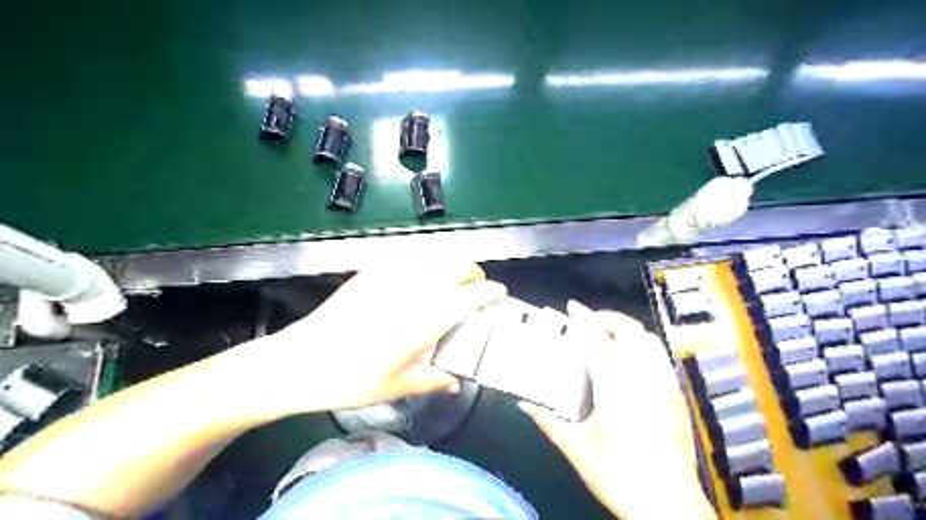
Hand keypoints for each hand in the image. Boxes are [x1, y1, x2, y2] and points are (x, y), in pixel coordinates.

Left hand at [229, 260, 504, 418]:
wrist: (298, 362)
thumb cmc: (348, 380)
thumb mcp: (395, 387)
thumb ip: (432, 380)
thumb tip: (456, 380)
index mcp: (422, 321)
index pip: (468, 297)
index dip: (490, 292)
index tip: (500, 293)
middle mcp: (411, 291)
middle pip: (457, 265)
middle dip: (475, 271)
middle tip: (477, 287)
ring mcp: (389, 276)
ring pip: (434, 253)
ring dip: (452, 261)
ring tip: (453, 277)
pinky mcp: (370, 271)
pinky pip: (407, 254)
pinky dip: (425, 258)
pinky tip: (421, 272)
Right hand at [520, 300, 714, 519]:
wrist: (669, 506)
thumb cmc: (618, 475)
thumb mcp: (577, 448)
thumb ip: (548, 420)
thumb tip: (524, 403)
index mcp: (616, 385)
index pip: (598, 338)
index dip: (584, 317)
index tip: (571, 307)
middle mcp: (645, 377)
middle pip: (630, 329)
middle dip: (608, 317)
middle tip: (588, 322)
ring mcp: (666, 385)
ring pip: (650, 339)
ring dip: (627, 330)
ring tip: (609, 337)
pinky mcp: (678, 396)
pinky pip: (661, 356)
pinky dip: (643, 346)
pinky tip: (632, 362)